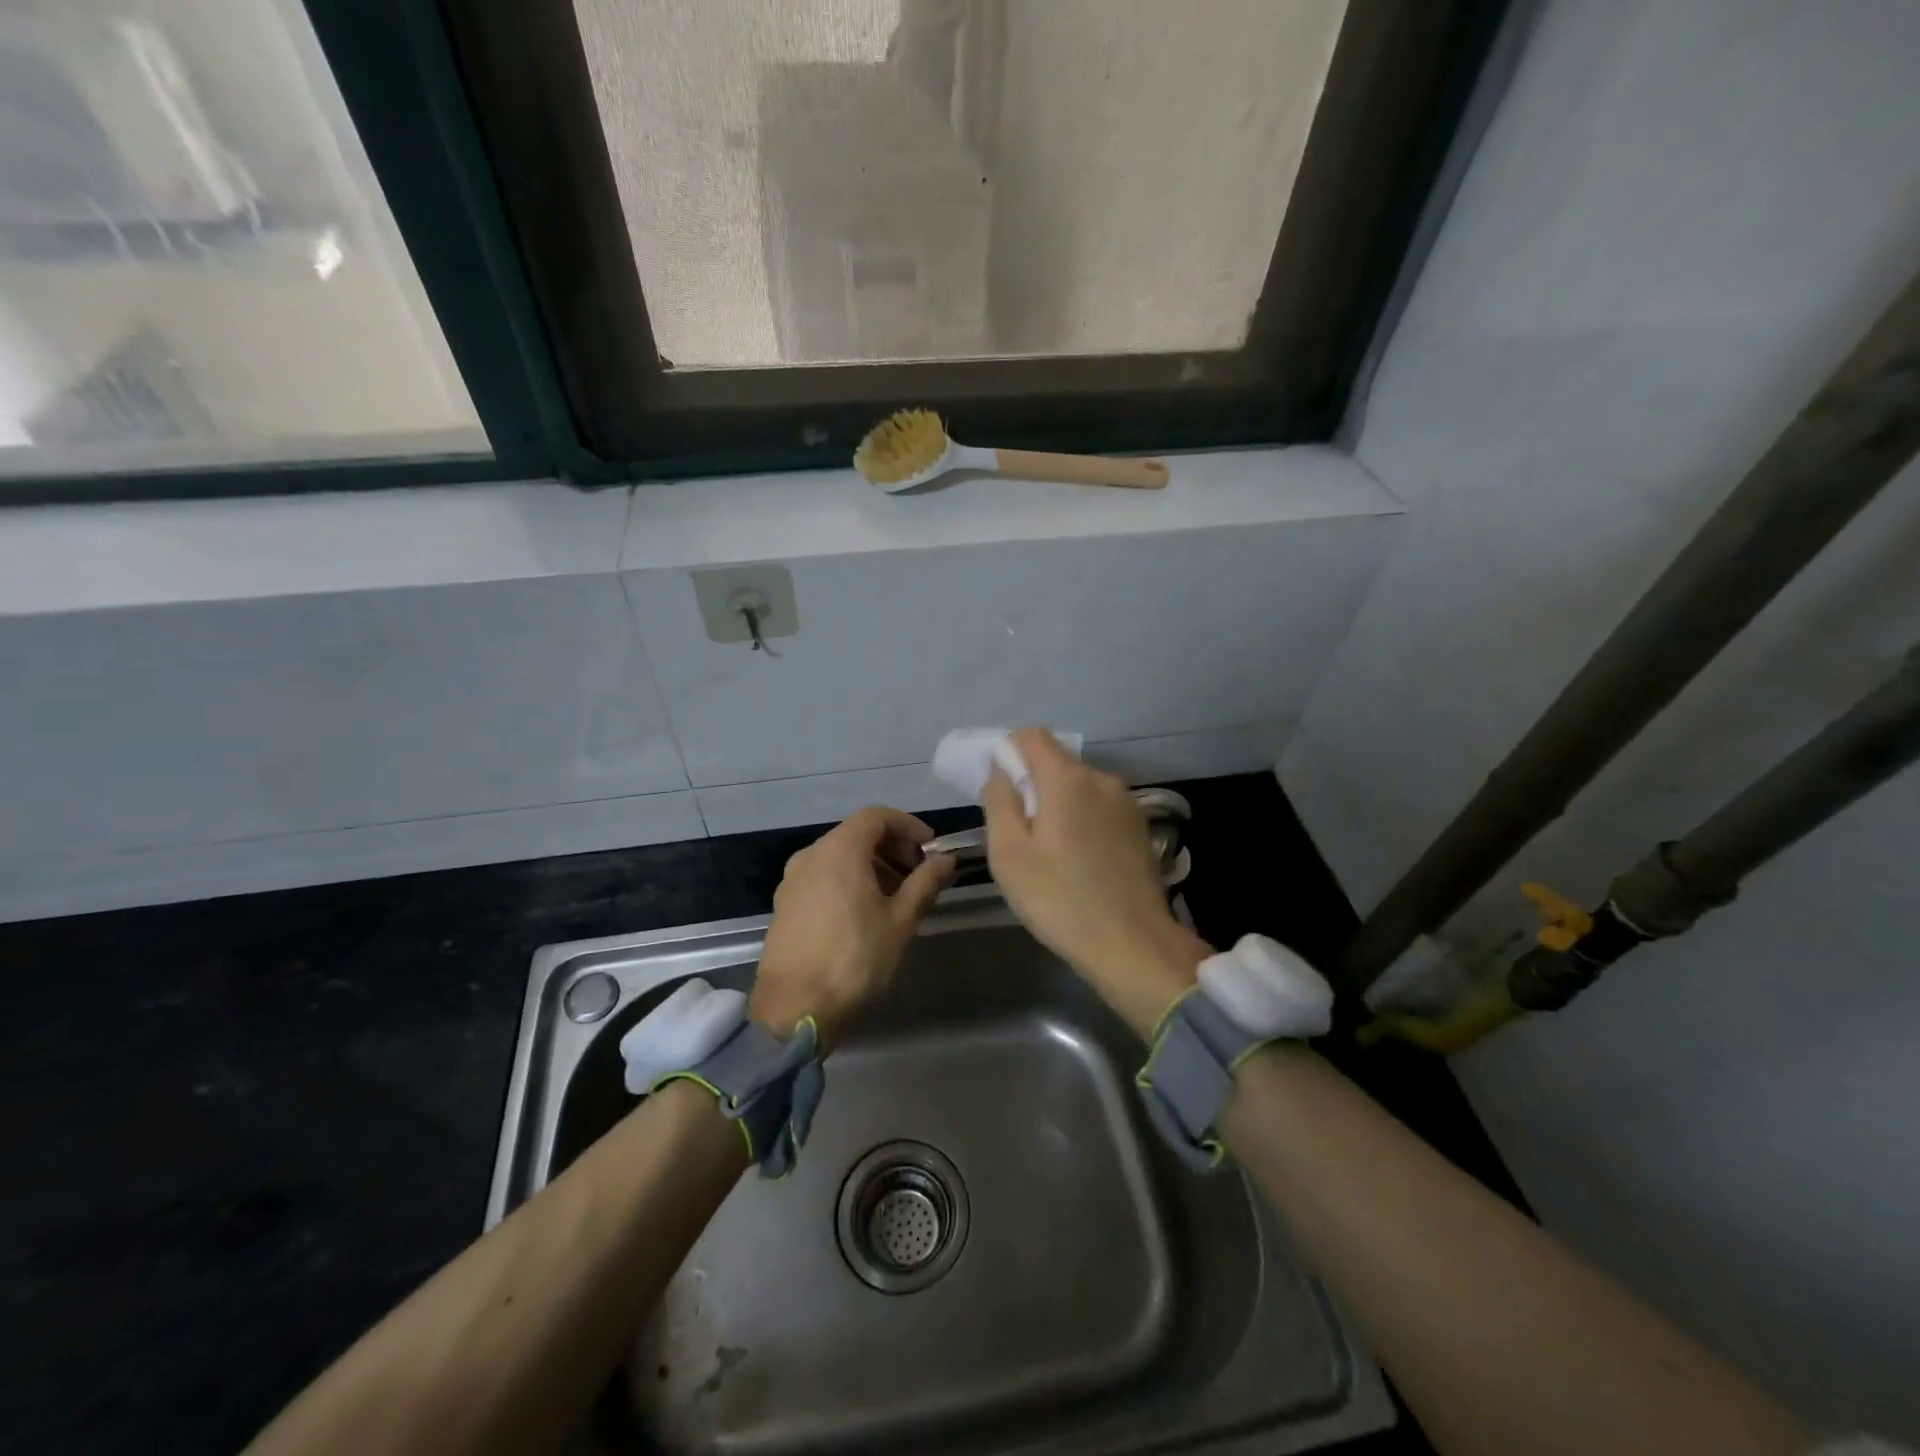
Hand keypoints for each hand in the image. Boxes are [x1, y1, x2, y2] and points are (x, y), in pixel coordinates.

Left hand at [750, 806, 955, 1048]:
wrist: (794, 1009)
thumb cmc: (855, 959)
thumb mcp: (900, 921)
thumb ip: (925, 883)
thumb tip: (946, 860)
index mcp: (839, 850)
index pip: (876, 817)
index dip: (908, 826)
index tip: (931, 848)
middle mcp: (811, 856)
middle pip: (856, 834)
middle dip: (892, 847)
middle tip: (919, 873)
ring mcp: (792, 881)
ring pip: (838, 857)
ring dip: (871, 866)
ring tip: (897, 897)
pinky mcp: (784, 905)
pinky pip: (822, 877)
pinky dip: (848, 880)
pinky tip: (866, 913)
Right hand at [981, 728, 1210, 1036]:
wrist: (1131, 944)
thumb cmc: (1059, 898)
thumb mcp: (1009, 853)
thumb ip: (1000, 800)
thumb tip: (999, 768)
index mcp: (1067, 778)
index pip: (1032, 735)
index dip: (1008, 751)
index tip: (997, 786)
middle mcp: (1101, 779)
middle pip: (1057, 761)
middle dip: (1032, 783)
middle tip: (1017, 829)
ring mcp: (1126, 802)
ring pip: (1079, 787)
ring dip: (1058, 804)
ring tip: (1049, 851)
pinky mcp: (1140, 827)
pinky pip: (1099, 808)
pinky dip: (1082, 820)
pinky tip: (1078, 860)